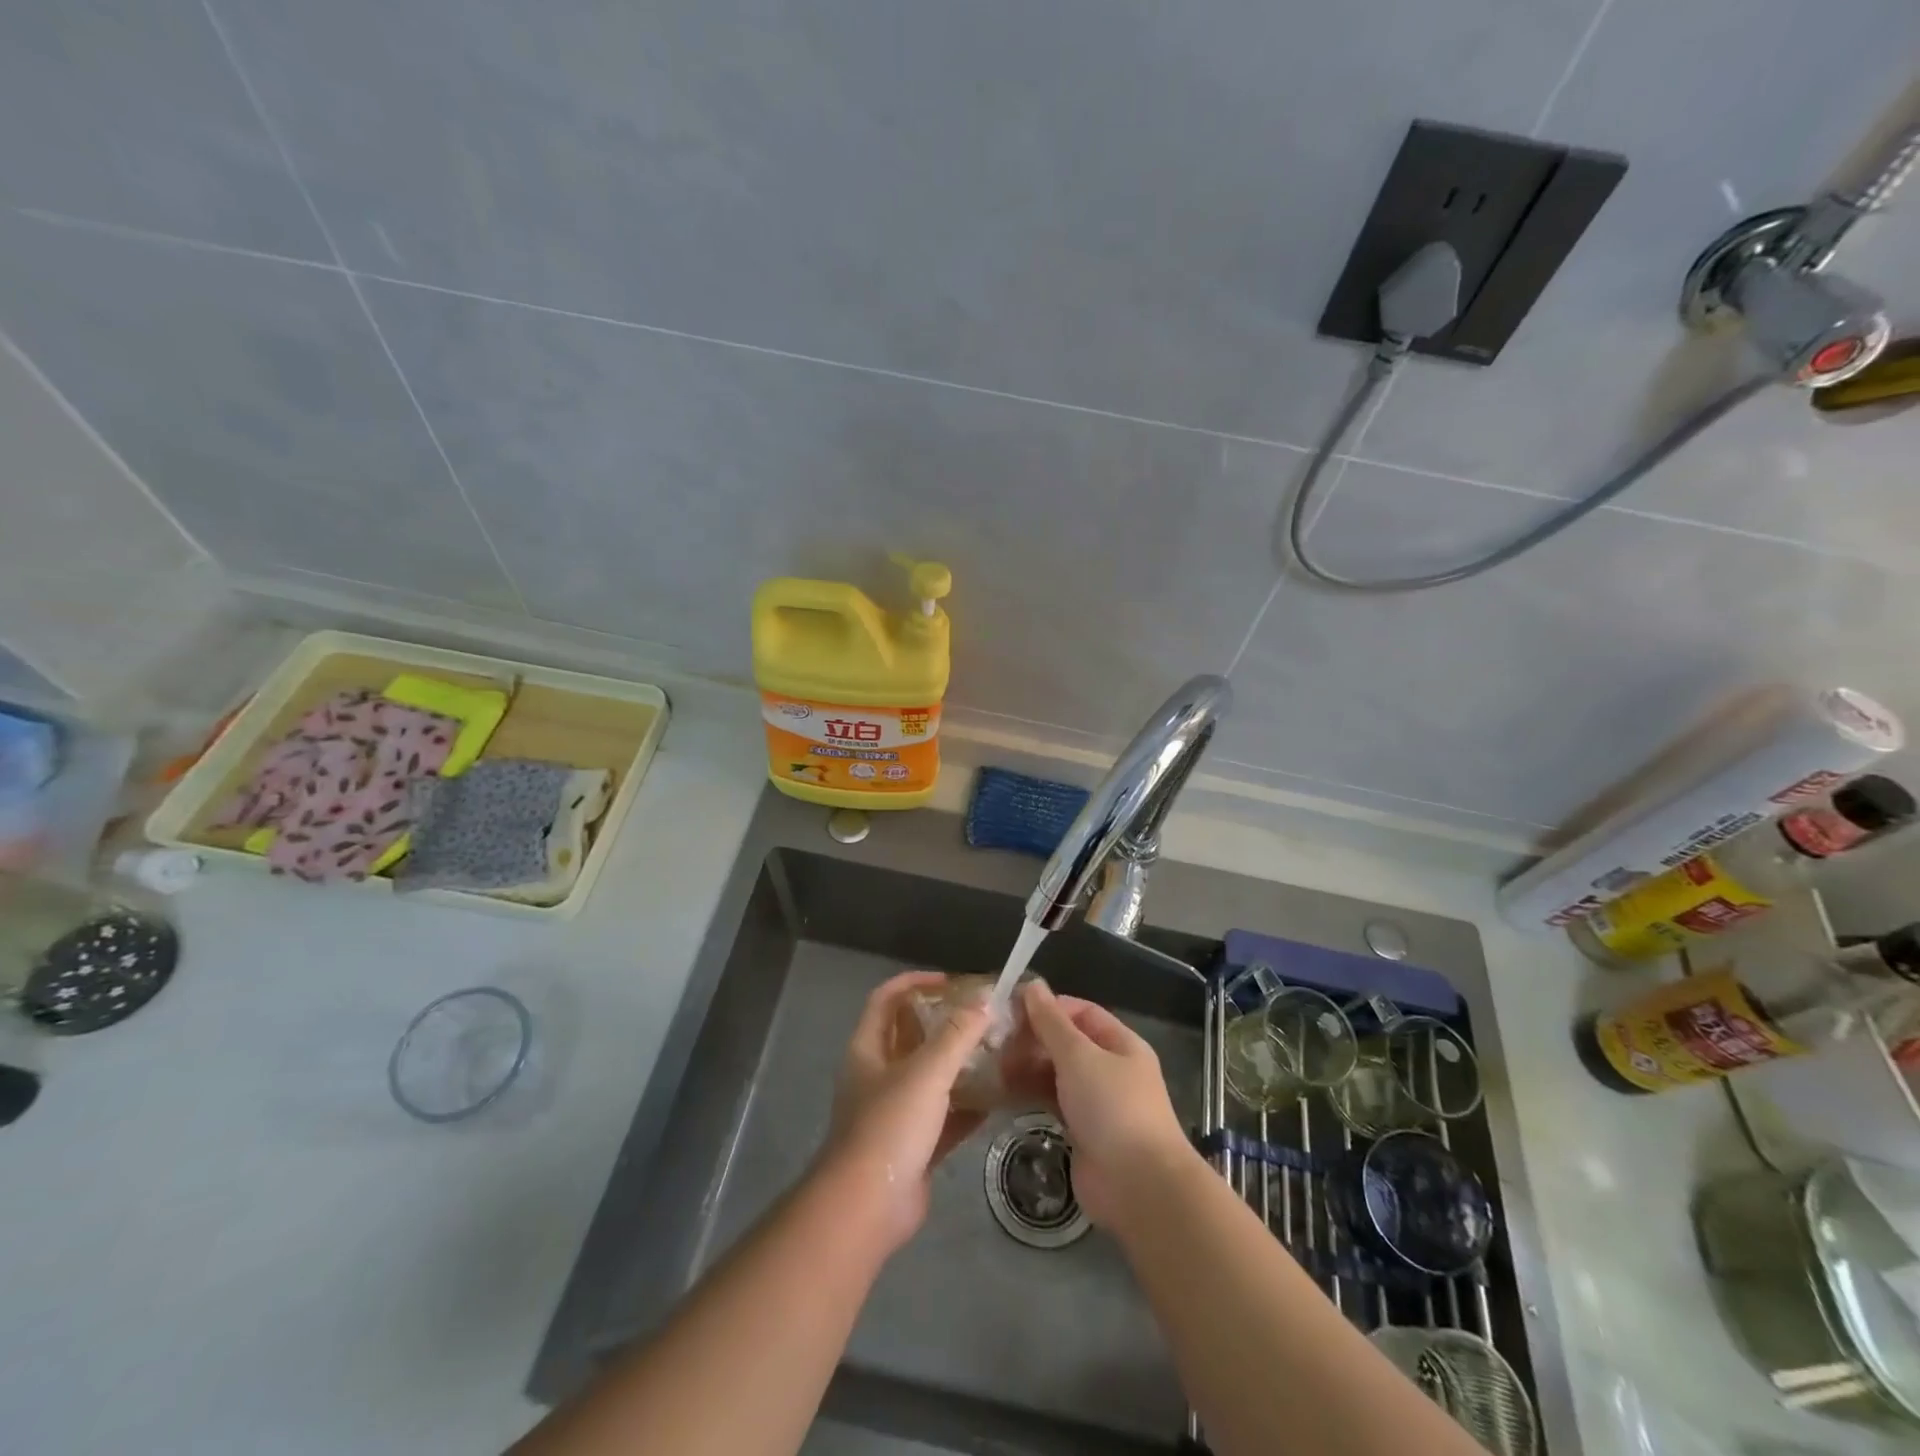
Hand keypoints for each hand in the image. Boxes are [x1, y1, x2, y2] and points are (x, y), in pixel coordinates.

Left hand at [821, 971, 993, 1252]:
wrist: (867, 1208)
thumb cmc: (889, 1127)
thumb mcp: (926, 1072)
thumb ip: (957, 1035)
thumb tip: (986, 1001)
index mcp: (868, 1050)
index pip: (886, 999)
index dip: (915, 983)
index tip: (951, 981)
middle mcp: (878, 1075)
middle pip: (911, 1036)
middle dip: (944, 1023)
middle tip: (983, 1016)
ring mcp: (894, 1113)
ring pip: (930, 1077)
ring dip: (959, 1064)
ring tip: (996, 1050)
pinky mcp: (913, 1146)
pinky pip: (944, 1116)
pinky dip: (967, 1105)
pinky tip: (998, 1098)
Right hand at [1017, 980, 1192, 1227]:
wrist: (1138, 1186)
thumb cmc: (1112, 1107)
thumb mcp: (1079, 1056)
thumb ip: (1051, 1022)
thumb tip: (1033, 985)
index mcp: (1120, 1044)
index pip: (1081, 1012)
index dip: (1048, 1007)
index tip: (1011, 1009)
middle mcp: (1111, 1069)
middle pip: (1067, 1043)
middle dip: (1033, 1039)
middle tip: (994, 1040)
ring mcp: (1097, 1102)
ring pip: (1057, 1073)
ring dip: (1028, 1067)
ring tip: (992, 1064)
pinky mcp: (1082, 1131)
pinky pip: (1053, 1102)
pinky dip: (1031, 1094)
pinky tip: (1003, 1091)